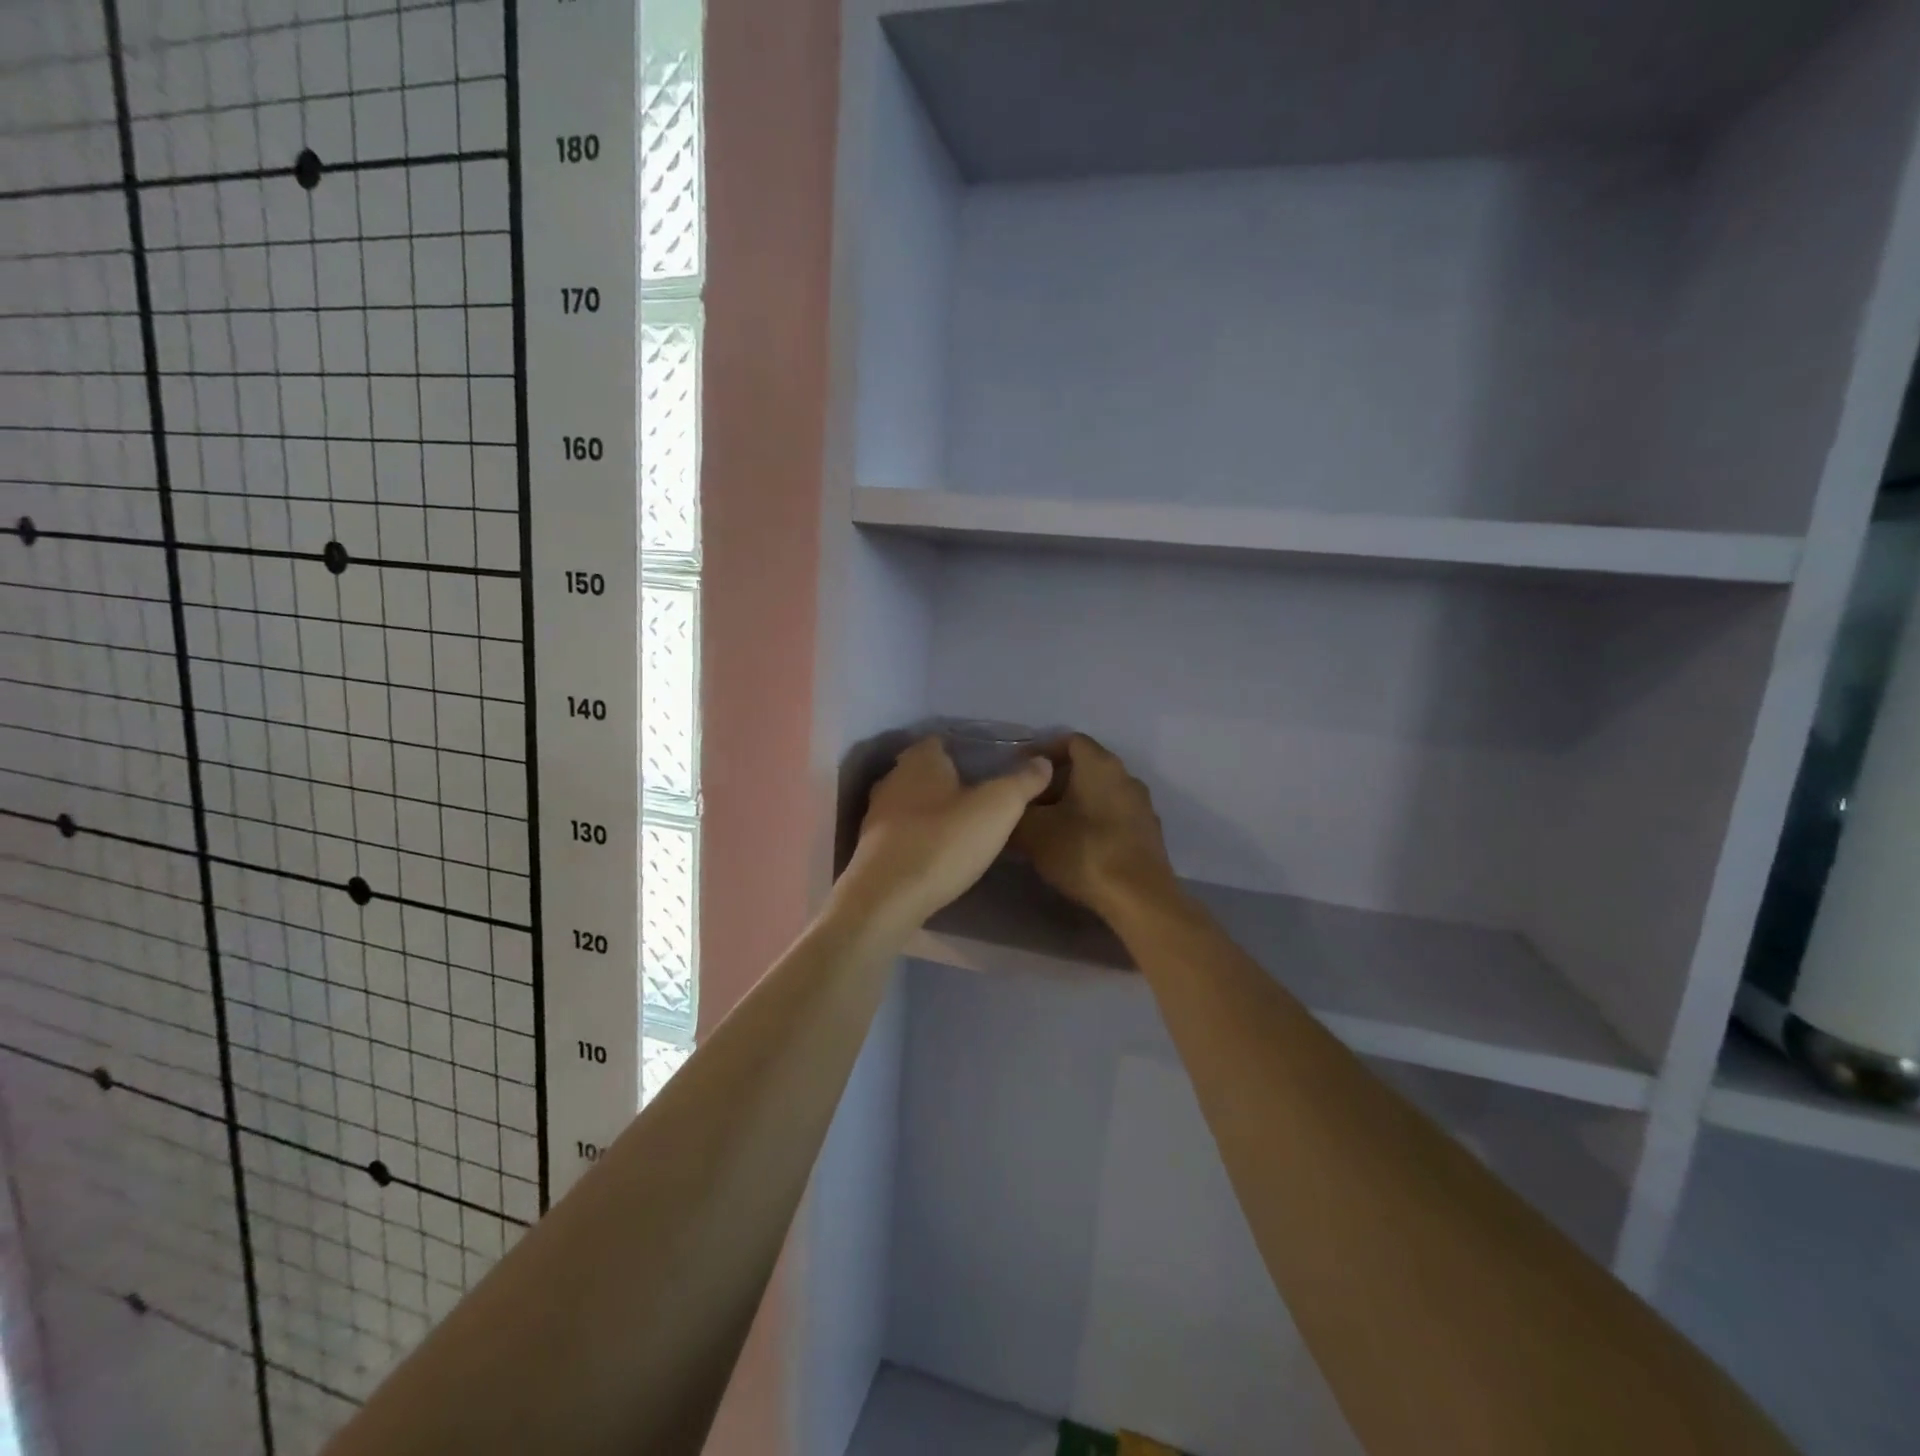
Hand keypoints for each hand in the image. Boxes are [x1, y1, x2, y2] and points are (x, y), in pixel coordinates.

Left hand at [836, 737, 1054, 931]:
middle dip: (950, 781)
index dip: (967, 750)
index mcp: (920, 759)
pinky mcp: (871, 846)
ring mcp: (877, 813)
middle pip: (926, 771)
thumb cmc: (944, 842)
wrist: (887, 898)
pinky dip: (919, 834)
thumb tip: (1042, 761)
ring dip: (933, 810)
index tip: (992, 766)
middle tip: (982, 797)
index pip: (943, 740)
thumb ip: (1023, 781)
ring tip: (964, 826)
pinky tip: (938, 851)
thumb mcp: (998, 808)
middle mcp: (893, 778)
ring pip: (912, 801)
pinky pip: (902, 830)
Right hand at [1012, 734, 1178, 919]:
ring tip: (1048, 829)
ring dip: (1073, 804)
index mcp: (1100, 765)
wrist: (1139, 899)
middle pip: (1084, 768)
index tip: (1019, 772)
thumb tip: (1008, 806)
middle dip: (1053, 783)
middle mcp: (1125, 776)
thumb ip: (1015, 812)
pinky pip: (1113, 816)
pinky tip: (1075, 847)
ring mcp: (1142, 805)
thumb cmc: (1084, 852)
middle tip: (1028, 805)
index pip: (1069, 741)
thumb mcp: (1033, 832)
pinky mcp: (1148, 833)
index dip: (1041, 753)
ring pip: (1099, 793)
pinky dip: (1092, 823)